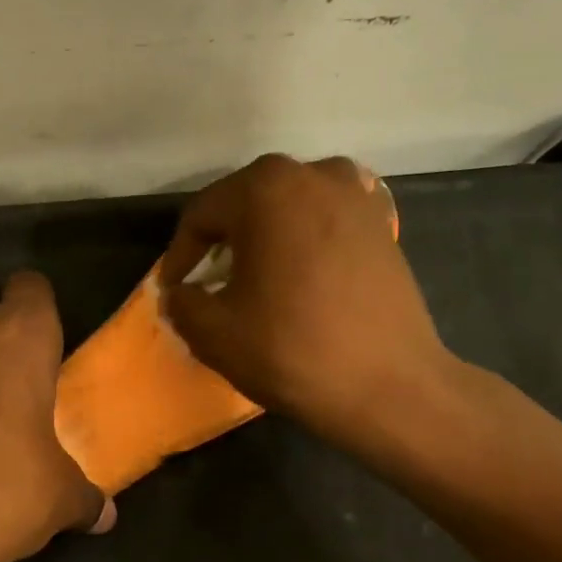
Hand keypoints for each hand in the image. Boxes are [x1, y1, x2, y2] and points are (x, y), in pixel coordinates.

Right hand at [163, 155, 466, 460]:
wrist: (389, 386)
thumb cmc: (291, 350)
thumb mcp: (213, 333)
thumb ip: (182, 303)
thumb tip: (180, 294)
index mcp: (265, 189)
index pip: (202, 214)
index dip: (179, 255)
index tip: (173, 290)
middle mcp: (314, 174)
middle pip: (246, 203)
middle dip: (221, 243)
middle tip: (207, 283)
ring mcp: (357, 196)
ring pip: (288, 210)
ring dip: (263, 240)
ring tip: (253, 280)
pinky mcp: (383, 226)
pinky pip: (324, 225)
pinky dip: (302, 245)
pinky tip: (297, 281)